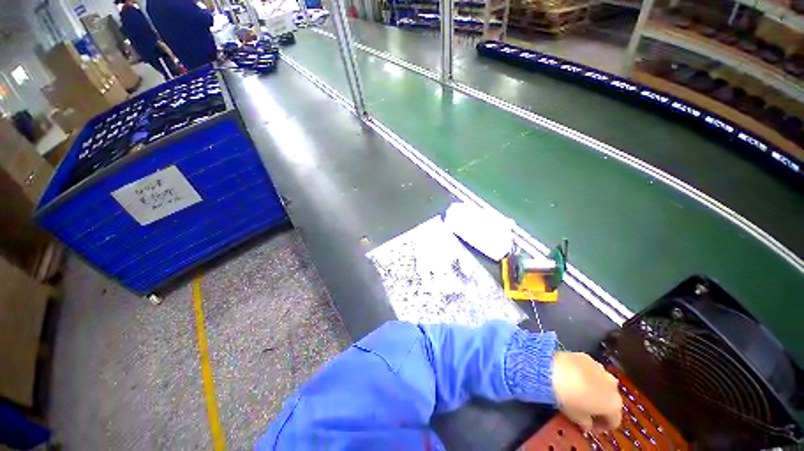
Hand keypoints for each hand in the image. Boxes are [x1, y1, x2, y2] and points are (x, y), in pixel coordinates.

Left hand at [552, 352, 621, 431]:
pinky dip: (587, 375)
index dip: (603, 425)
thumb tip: (587, 425)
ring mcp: (601, 369)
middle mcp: (613, 386)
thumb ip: (586, 424)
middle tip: (587, 408)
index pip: (613, 421)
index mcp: (613, 405)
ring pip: (603, 383)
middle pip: (610, 400)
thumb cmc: (567, 398)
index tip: (592, 426)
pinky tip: (575, 376)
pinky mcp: (588, 357)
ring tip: (580, 391)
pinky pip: (592, 369)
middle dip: (601, 406)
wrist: (552, 369)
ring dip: (596, 389)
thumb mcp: (576, 417)